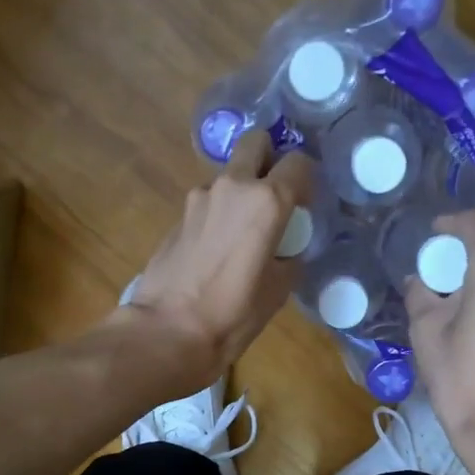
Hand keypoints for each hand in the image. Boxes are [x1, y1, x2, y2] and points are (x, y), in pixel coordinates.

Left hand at [113, 131, 313, 389]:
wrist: (168, 331)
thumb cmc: (232, 315)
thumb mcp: (278, 291)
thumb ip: (289, 258)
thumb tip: (285, 251)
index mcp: (267, 201)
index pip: (299, 163)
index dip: (306, 181)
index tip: (304, 205)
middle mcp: (233, 186)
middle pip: (256, 143)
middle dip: (269, 158)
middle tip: (273, 194)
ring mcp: (199, 197)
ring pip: (228, 175)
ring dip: (239, 191)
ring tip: (241, 233)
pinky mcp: (177, 216)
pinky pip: (207, 203)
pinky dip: (217, 214)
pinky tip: (215, 250)